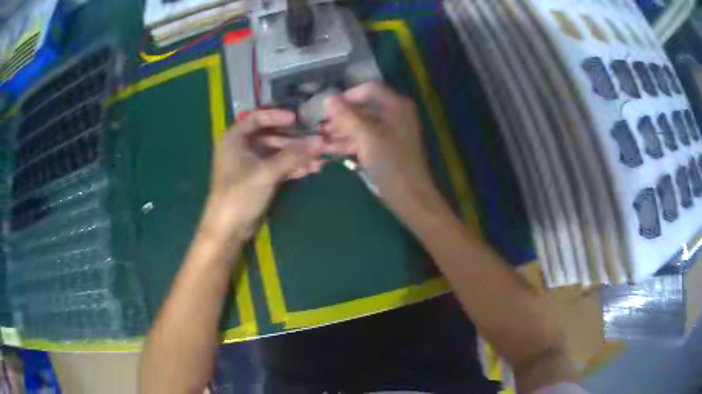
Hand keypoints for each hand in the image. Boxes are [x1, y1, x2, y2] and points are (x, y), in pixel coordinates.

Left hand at [205, 110, 323, 239]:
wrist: (229, 229)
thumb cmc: (240, 194)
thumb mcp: (267, 172)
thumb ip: (294, 155)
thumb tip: (320, 140)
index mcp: (235, 139)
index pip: (258, 118)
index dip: (278, 116)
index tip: (298, 118)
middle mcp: (242, 147)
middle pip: (272, 136)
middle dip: (295, 141)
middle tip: (318, 140)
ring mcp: (252, 164)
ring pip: (278, 153)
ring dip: (298, 155)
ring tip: (321, 158)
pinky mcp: (260, 178)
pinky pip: (279, 167)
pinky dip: (293, 167)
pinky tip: (312, 169)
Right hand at [323, 83, 436, 209]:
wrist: (410, 196)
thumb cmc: (392, 163)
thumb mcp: (367, 137)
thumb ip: (347, 116)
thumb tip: (327, 99)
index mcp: (397, 106)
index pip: (369, 89)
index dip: (347, 96)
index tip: (327, 106)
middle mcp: (394, 114)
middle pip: (363, 108)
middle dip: (340, 117)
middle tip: (319, 125)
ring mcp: (389, 131)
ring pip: (361, 125)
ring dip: (341, 131)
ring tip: (319, 139)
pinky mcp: (384, 147)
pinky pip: (364, 138)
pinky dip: (348, 142)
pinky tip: (328, 149)